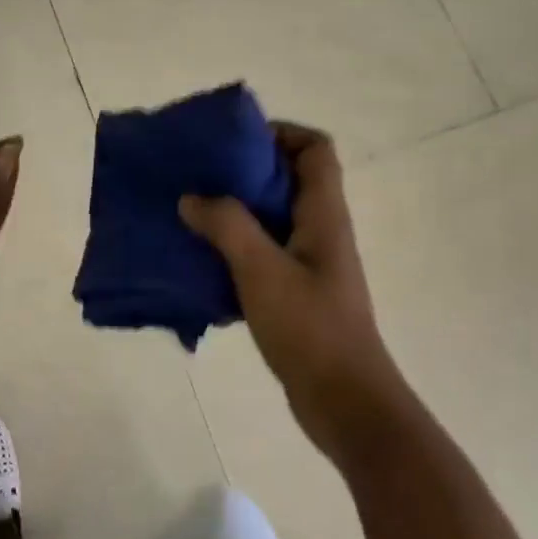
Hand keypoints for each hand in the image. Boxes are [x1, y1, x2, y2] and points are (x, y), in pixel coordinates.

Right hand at [180, 124, 405, 462]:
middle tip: (200, 172)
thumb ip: (226, 226)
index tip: (236, 141)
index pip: (315, 149)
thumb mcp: (262, 270)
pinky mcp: (296, 292)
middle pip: (288, 179)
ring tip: (192, 210)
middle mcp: (320, 230)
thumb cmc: (311, 329)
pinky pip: (262, 253)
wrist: (346, 405)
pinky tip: (201, 258)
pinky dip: (234, 247)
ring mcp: (310, 263)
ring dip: (235, 210)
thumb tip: (191, 197)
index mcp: (323, 214)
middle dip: (245, 169)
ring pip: (272, 217)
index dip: (281, 133)